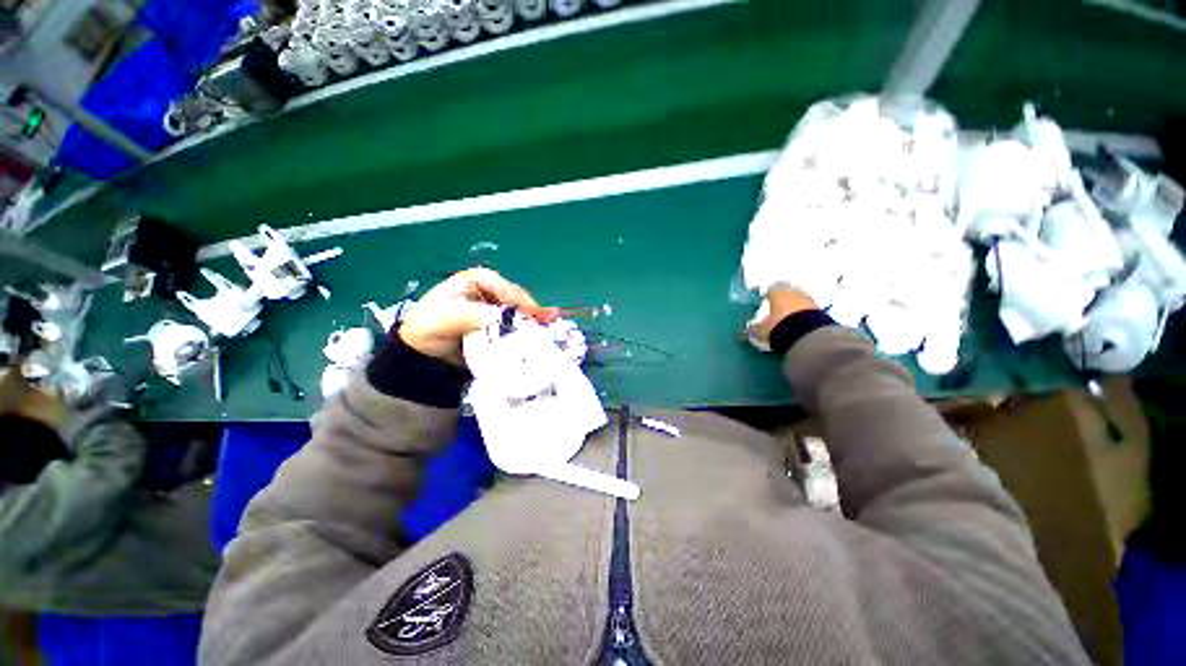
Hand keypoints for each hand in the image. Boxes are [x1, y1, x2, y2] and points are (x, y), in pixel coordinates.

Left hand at [399, 268, 557, 363]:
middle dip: (528, 305)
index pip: (494, 281)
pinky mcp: (502, 329)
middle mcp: (488, 294)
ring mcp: (497, 312)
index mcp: (470, 283)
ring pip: (519, 310)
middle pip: (512, 295)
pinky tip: (547, 326)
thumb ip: (468, 315)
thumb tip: (498, 317)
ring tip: (551, 320)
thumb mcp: (443, 319)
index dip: (510, 291)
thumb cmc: (428, 330)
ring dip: (535, 315)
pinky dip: (533, 326)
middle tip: (541, 317)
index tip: (521, 306)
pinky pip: (518, 325)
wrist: (425, 359)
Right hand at [746, 284, 817, 349]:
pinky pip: (808, 307)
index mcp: (777, 292)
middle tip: (776, 304)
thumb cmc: (778, 326)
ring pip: (798, 297)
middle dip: (782, 296)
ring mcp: (808, 299)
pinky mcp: (820, 309)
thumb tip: (741, 333)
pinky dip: (803, 311)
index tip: (763, 298)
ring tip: (788, 313)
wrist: (807, 335)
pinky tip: (799, 319)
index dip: (766, 293)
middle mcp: (793, 291)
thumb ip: (752, 329)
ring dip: (794, 303)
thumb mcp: (761, 330)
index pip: (769, 289)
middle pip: (786, 290)